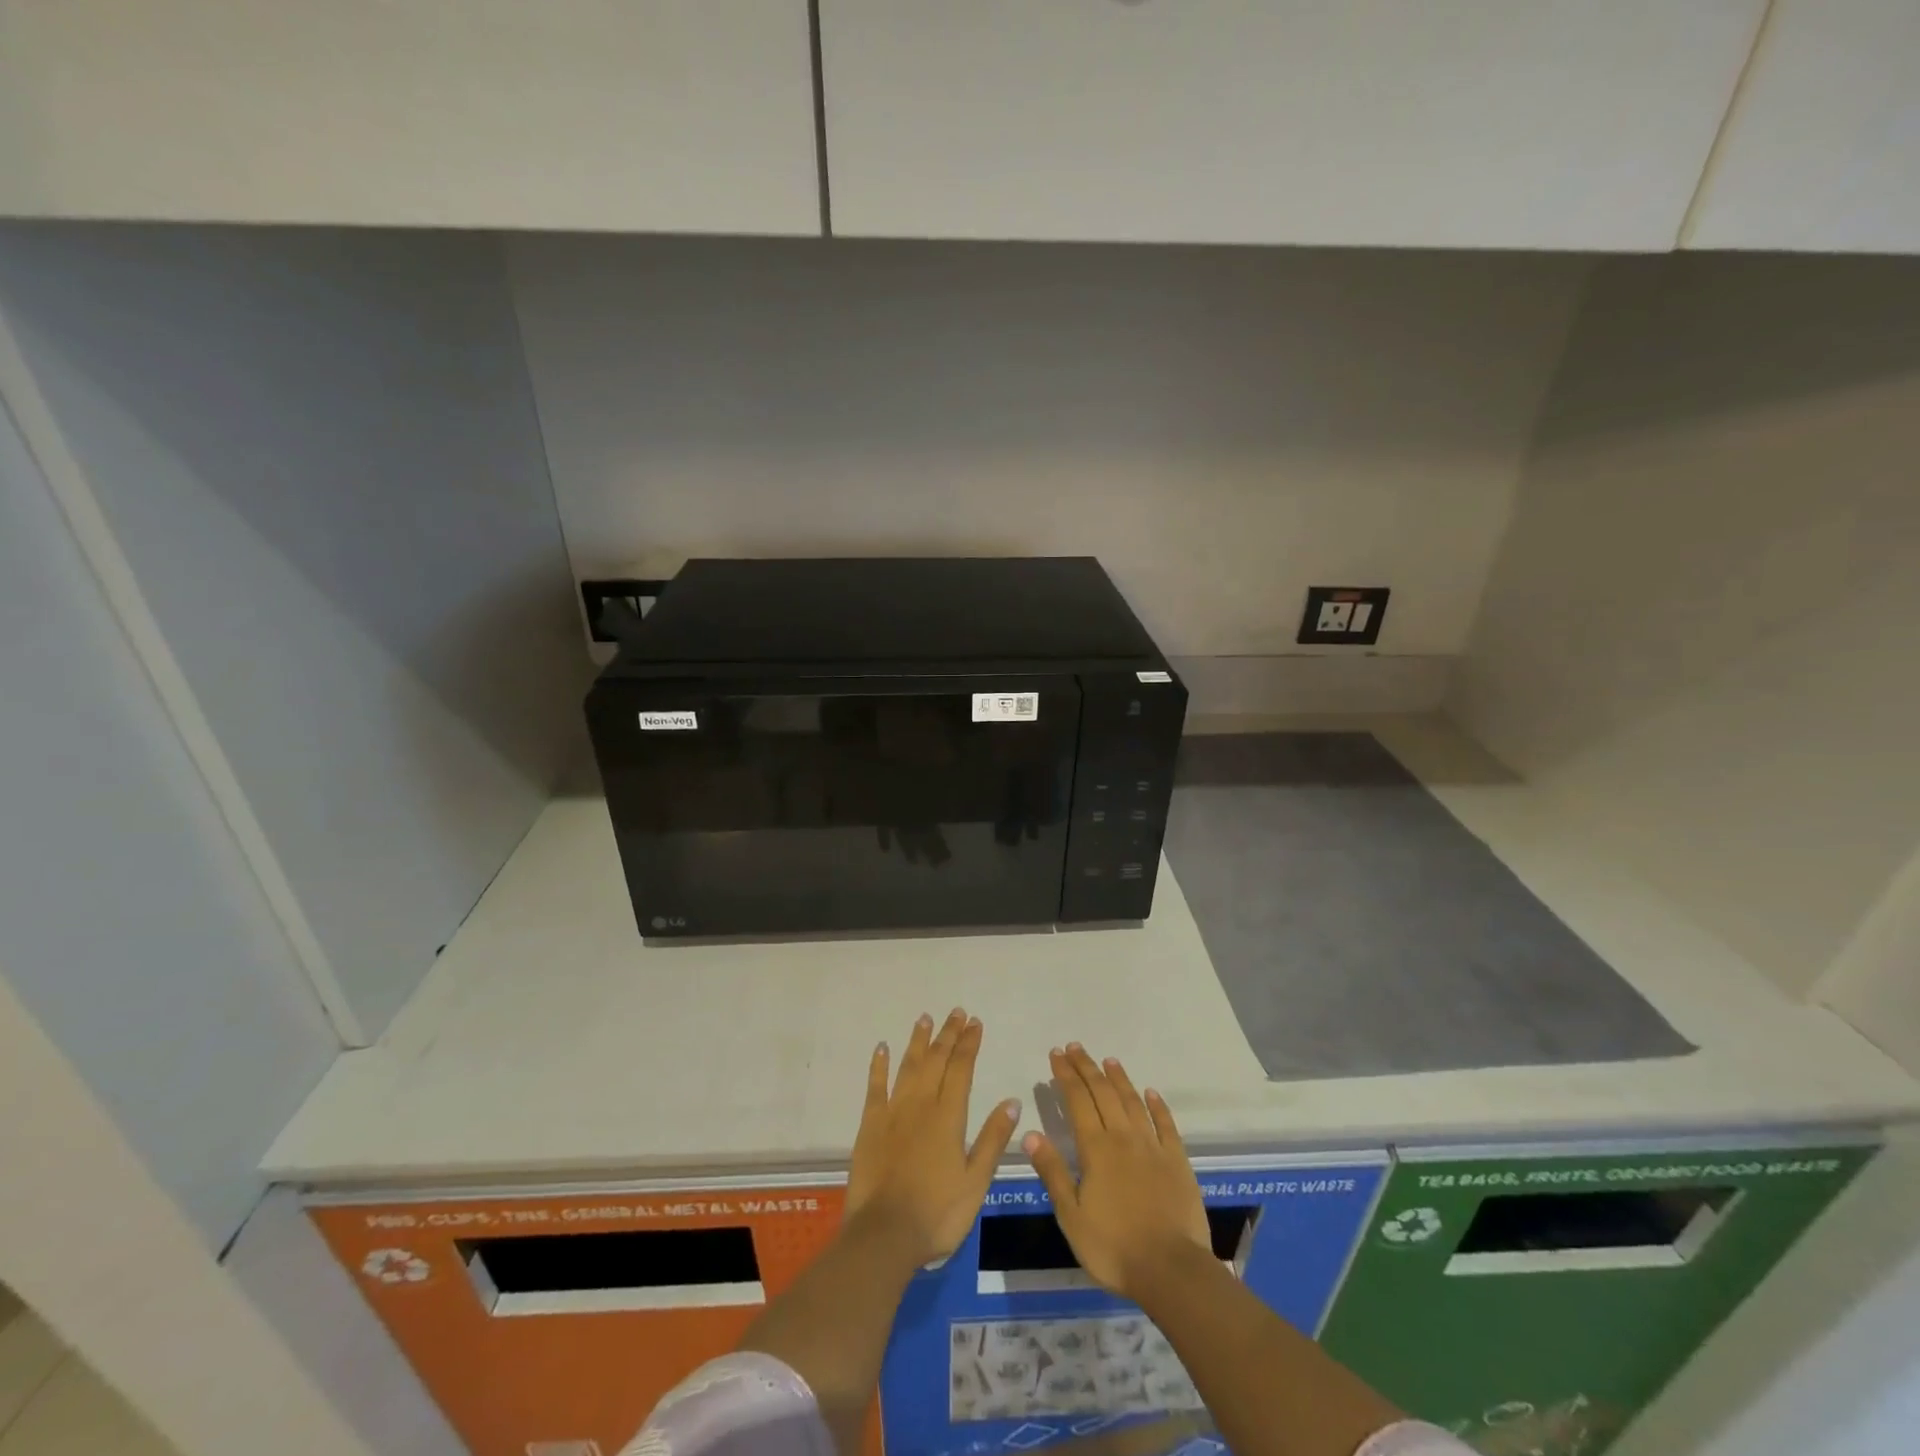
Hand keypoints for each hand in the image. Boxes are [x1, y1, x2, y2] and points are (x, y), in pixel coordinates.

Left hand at [846, 1009, 1020, 1267]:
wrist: (884, 1235)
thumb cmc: (937, 1214)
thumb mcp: (976, 1182)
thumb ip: (992, 1140)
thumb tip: (1011, 1101)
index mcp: (949, 1117)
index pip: (962, 1070)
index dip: (969, 1044)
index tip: (975, 1023)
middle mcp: (921, 1105)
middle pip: (936, 1060)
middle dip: (948, 1035)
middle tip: (956, 1012)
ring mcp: (893, 1112)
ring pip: (908, 1066)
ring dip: (918, 1041)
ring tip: (925, 1018)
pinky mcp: (870, 1124)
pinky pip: (875, 1086)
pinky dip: (879, 1065)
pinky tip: (882, 1047)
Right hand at [1024, 1044, 1211, 1298]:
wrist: (1171, 1270)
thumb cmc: (1114, 1248)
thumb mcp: (1071, 1216)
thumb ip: (1053, 1172)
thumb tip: (1030, 1134)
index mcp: (1096, 1149)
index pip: (1077, 1100)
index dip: (1065, 1075)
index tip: (1056, 1054)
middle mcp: (1123, 1138)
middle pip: (1103, 1093)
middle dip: (1086, 1067)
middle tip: (1074, 1047)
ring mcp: (1153, 1147)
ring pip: (1133, 1102)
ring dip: (1119, 1079)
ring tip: (1108, 1060)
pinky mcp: (1177, 1161)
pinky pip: (1166, 1125)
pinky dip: (1158, 1105)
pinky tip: (1151, 1093)